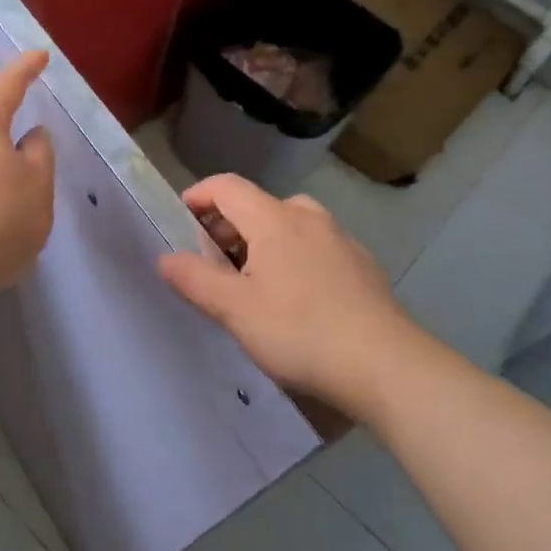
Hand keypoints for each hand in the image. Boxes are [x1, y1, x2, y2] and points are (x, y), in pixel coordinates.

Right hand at [159, 174, 420, 419]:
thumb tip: (165, 258)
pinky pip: (314, 246)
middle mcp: (308, 218)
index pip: (226, 186)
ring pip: (288, 225)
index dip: (197, 196)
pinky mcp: (361, 266)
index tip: (179, 222)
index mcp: (274, 219)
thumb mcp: (234, 309)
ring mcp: (340, 240)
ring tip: (250, 282)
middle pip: (257, 204)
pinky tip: (294, 298)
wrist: (385, 365)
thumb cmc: (300, 331)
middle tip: (210, 263)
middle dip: (226, 226)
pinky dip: (292, 257)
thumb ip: (195, 279)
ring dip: (260, 241)